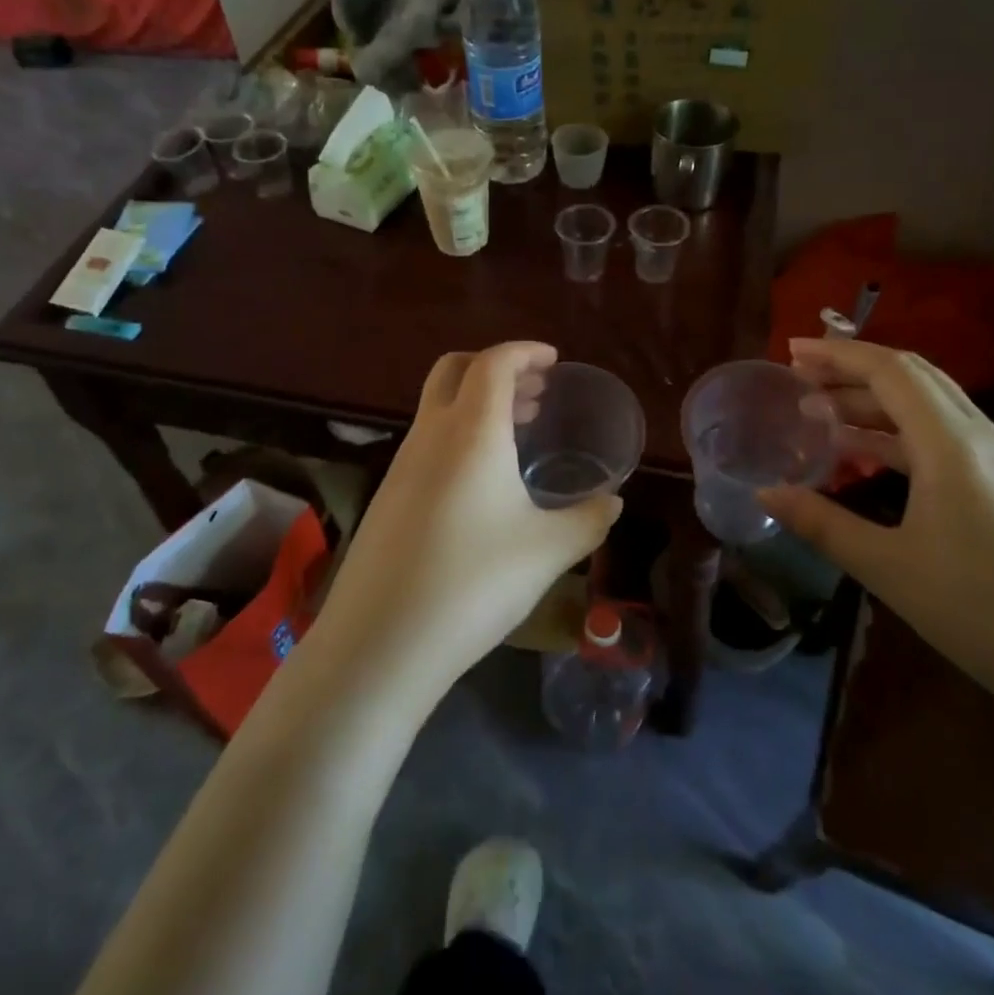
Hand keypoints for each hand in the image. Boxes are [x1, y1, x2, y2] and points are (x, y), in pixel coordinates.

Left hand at [318, 342, 622, 693]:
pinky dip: (459, 434)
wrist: (381, 642)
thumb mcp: (547, 551)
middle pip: (455, 370)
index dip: (524, 352)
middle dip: (496, 367)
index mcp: (471, 431)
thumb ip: (588, 520)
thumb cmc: (474, 582)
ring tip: (520, 430)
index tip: (553, 361)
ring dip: (478, 403)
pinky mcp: (388, 496)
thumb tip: (613, 502)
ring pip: (438, 406)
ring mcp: (402, 464)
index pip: (493, 363)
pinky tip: (483, 480)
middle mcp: (430, 434)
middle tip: (536, 392)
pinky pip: (427, 441)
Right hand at [761, 338, 993, 726]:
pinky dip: (900, 431)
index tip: (792, 350)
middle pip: (913, 377)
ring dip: (876, 400)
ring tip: (824, 415)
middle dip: (854, 369)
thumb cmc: (985, 614)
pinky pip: (946, 435)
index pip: (890, 371)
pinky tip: (872, 457)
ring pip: (931, 406)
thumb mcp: (890, 569)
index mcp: (952, 446)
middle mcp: (981, 438)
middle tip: (802, 377)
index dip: (838, 353)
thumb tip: (765, 492)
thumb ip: (822, 524)